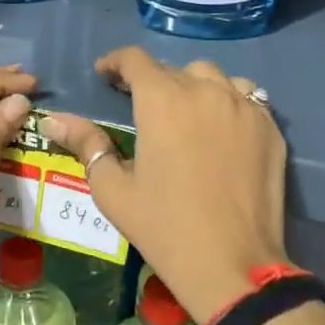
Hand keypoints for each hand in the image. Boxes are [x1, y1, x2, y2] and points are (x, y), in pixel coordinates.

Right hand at [43, 47, 288, 324]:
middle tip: (141, 107)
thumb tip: (55, 120)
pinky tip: (220, 128)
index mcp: (162, 100)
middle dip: (153, 81)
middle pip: (174, 69)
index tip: (104, 74)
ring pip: (214, 77)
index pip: (135, 60)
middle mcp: (205, 91)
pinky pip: (246, 98)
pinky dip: (227, 102)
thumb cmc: (164, 227)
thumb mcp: (113, 189)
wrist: (233, 264)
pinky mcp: (270, 128)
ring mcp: (243, 107)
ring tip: (185, 112)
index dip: (115, 62)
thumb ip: (86, 145)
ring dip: (193, 86)